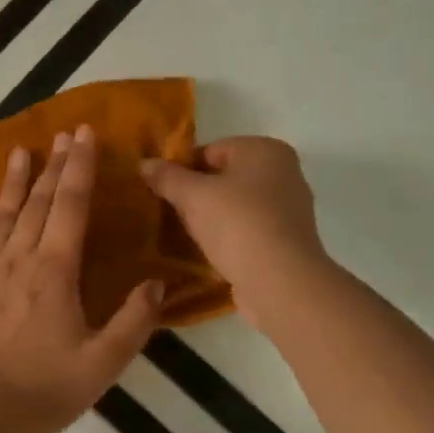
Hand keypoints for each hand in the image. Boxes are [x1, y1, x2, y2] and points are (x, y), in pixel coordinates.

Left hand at [0, 125, 163, 432]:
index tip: (83, 135)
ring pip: (1, 217)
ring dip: (13, 183)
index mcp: (54, 271)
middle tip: (62, 134)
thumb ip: (133, 321)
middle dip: (53, 165)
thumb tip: (156, 283)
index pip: (70, 206)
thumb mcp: (103, 363)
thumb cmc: (44, 391)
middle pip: (38, 203)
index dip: (79, 167)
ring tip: (19, 151)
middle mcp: (17, 260)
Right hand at [141, 136, 329, 329]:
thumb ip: (167, 176)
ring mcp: (289, 209)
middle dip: (196, 193)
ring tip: (185, 234)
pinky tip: (208, 251)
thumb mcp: (192, 195)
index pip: (211, 150)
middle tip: (170, 212)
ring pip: (235, 205)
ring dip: (211, 217)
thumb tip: (144, 163)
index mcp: (265, 150)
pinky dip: (228, 237)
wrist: (280, 283)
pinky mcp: (287, 241)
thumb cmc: (237, 224)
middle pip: (224, 177)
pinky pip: (247, 230)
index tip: (161, 189)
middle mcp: (284, 173)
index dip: (182, 168)